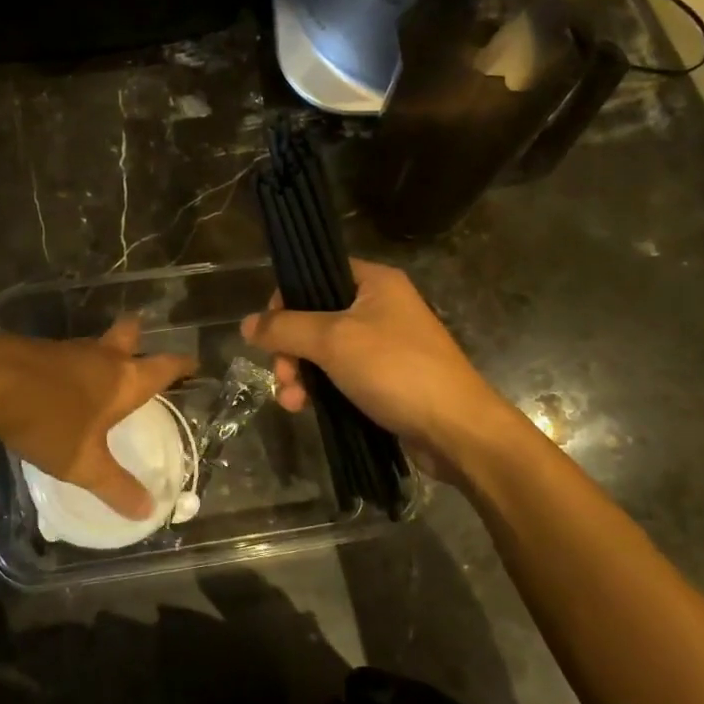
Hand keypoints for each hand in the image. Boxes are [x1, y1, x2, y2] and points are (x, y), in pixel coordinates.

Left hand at [0, 319, 196, 520]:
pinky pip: (65, 355)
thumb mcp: (84, 464)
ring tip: (100, 371)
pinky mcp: (39, 351)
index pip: (163, 367)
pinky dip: (70, 365)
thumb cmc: (50, 421)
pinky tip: (59, 382)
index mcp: (124, 381)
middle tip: (140, 341)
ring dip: (102, 353)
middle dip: (137, 337)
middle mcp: (102, 358)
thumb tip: (149, 510)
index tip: (193, 362)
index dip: (181, 365)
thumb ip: (116, 487)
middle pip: (128, 336)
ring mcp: (68, 350)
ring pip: (95, 346)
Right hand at [240, 259, 503, 460]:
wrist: (456, 430)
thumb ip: (285, 328)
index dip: (287, 298)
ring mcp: (384, 345)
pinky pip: (339, 375)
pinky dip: (319, 389)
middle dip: (290, 348)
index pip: (317, 273)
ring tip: (292, 401)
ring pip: (323, 350)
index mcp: (375, 282)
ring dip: (300, 373)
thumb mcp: (333, 341)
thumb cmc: (396, 370)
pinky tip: (305, 409)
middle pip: (315, 316)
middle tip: (283, 375)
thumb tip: (247, 324)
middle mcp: (380, 307)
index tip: (271, 329)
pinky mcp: (384, 380)